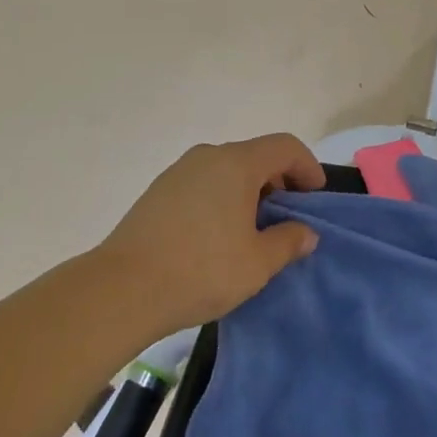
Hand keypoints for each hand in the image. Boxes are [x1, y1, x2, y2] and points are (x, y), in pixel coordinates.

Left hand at [97, 134, 325, 333]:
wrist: (121, 289)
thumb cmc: (200, 270)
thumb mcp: (257, 263)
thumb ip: (288, 242)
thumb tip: (306, 233)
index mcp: (237, 164)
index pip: (285, 147)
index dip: (307, 167)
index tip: (315, 197)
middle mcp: (209, 156)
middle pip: (256, 156)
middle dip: (279, 181)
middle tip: (288, 217)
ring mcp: (179, 171)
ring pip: (228, 170)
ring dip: (250, 191)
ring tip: (253, 230)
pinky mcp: (159, 191)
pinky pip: (204, 183)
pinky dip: (223, 198)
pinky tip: (218, 235)